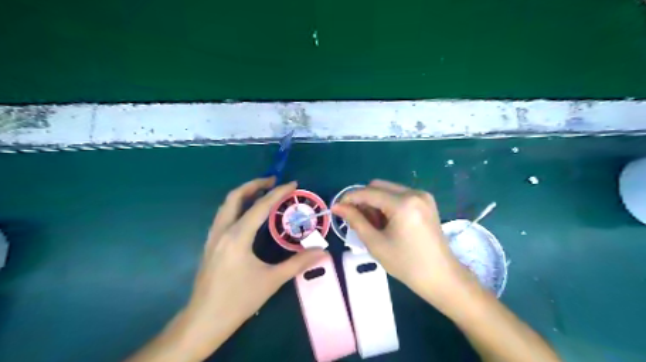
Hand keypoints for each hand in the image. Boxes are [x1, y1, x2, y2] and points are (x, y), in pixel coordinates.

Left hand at [184, 178, 325, 356]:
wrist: (203, 321)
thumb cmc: (238, 301)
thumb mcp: (271, 281)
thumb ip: (298, 263)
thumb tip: (322, 251)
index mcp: (237, 237)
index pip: (260, 206)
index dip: (278, 193)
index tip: (293, 184)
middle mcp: (222, 231)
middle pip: (235, 197)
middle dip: (254, 184)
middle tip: (273, 181)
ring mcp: (213, 237)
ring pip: (226, 205)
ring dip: (244, 194)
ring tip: (262, 192)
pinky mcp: (210, 244)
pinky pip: (223, 216)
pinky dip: (237, 206)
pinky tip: (247, 215)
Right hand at [331, 179, 473, 308]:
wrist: (442, 277)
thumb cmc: (406, 264)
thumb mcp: (376, 243)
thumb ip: (355, 220)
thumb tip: (337, 206)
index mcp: (403, 203)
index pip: (368, 192)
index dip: (349, 197)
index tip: (336, 207)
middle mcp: (414, 192)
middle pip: (378, 186)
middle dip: (363, 199)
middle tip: (357, 220)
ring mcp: (423, 195)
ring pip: (388, 189)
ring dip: (375, 202)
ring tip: (373, 224)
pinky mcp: (426, 202)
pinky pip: (399, 195)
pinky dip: (388, 204)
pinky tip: (387, 222)